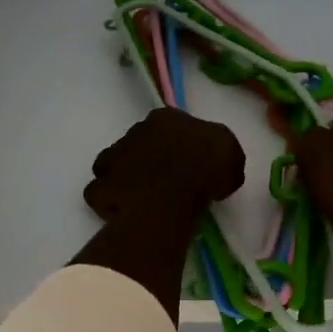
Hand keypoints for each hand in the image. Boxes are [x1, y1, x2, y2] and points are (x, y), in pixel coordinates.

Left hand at [73, 109, 244, 322]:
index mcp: (166, 118)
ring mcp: (113, 158)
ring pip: (114, 165)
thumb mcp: (232, 154)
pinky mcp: (101, 187)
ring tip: (142, 200)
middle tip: (167, 184)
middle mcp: (135, 130)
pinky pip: (101, 193)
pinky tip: (126, 213)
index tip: (189, 165)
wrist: (172, 197)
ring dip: (125, 178)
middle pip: (139, 144)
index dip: (179, 145)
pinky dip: (109, 202)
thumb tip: (220, 170)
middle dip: (149, 160)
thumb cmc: (207, 168)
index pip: (169, 125)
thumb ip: (222, 155)